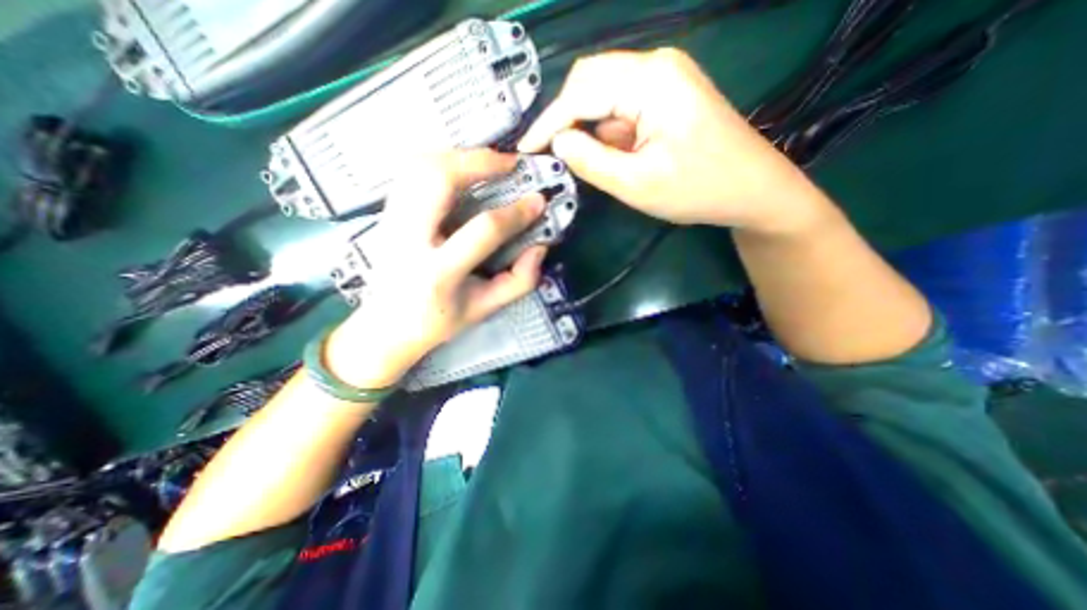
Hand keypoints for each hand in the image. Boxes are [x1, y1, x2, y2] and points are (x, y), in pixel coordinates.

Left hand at [321, 149, 543, 386]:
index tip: (538, 200)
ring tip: (489, 163)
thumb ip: (519, 281)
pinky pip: (411, 171)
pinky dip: (440, 161)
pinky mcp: (386, 213)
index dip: (516, 212)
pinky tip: (461, 169)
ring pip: (419, 166)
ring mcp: (391, 221)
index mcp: (439, 272)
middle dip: (479, 162)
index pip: (483, 230)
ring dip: (459, 155)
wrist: (386, 327)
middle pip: (438, 179)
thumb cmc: (439, 321)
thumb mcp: (484, 309)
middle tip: (510, 163)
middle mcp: (409, 239)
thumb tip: (540, 246)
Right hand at [521, 45, 829, 233]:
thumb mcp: (636, 184)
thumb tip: (558, 142)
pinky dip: (607, 131)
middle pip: (590, 82)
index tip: (525, 149)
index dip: (548, 122)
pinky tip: (609, 156)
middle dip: (565, 120)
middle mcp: (656, 66)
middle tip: (548, 155)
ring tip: (580, 162)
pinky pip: (622, 108)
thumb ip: (591, 161)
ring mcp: (664, 79)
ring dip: (587, 128)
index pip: (581, 91)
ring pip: (605, 96)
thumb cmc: (699, 190)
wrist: (754, 190)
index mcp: (651, 80)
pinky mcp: (667, 97)